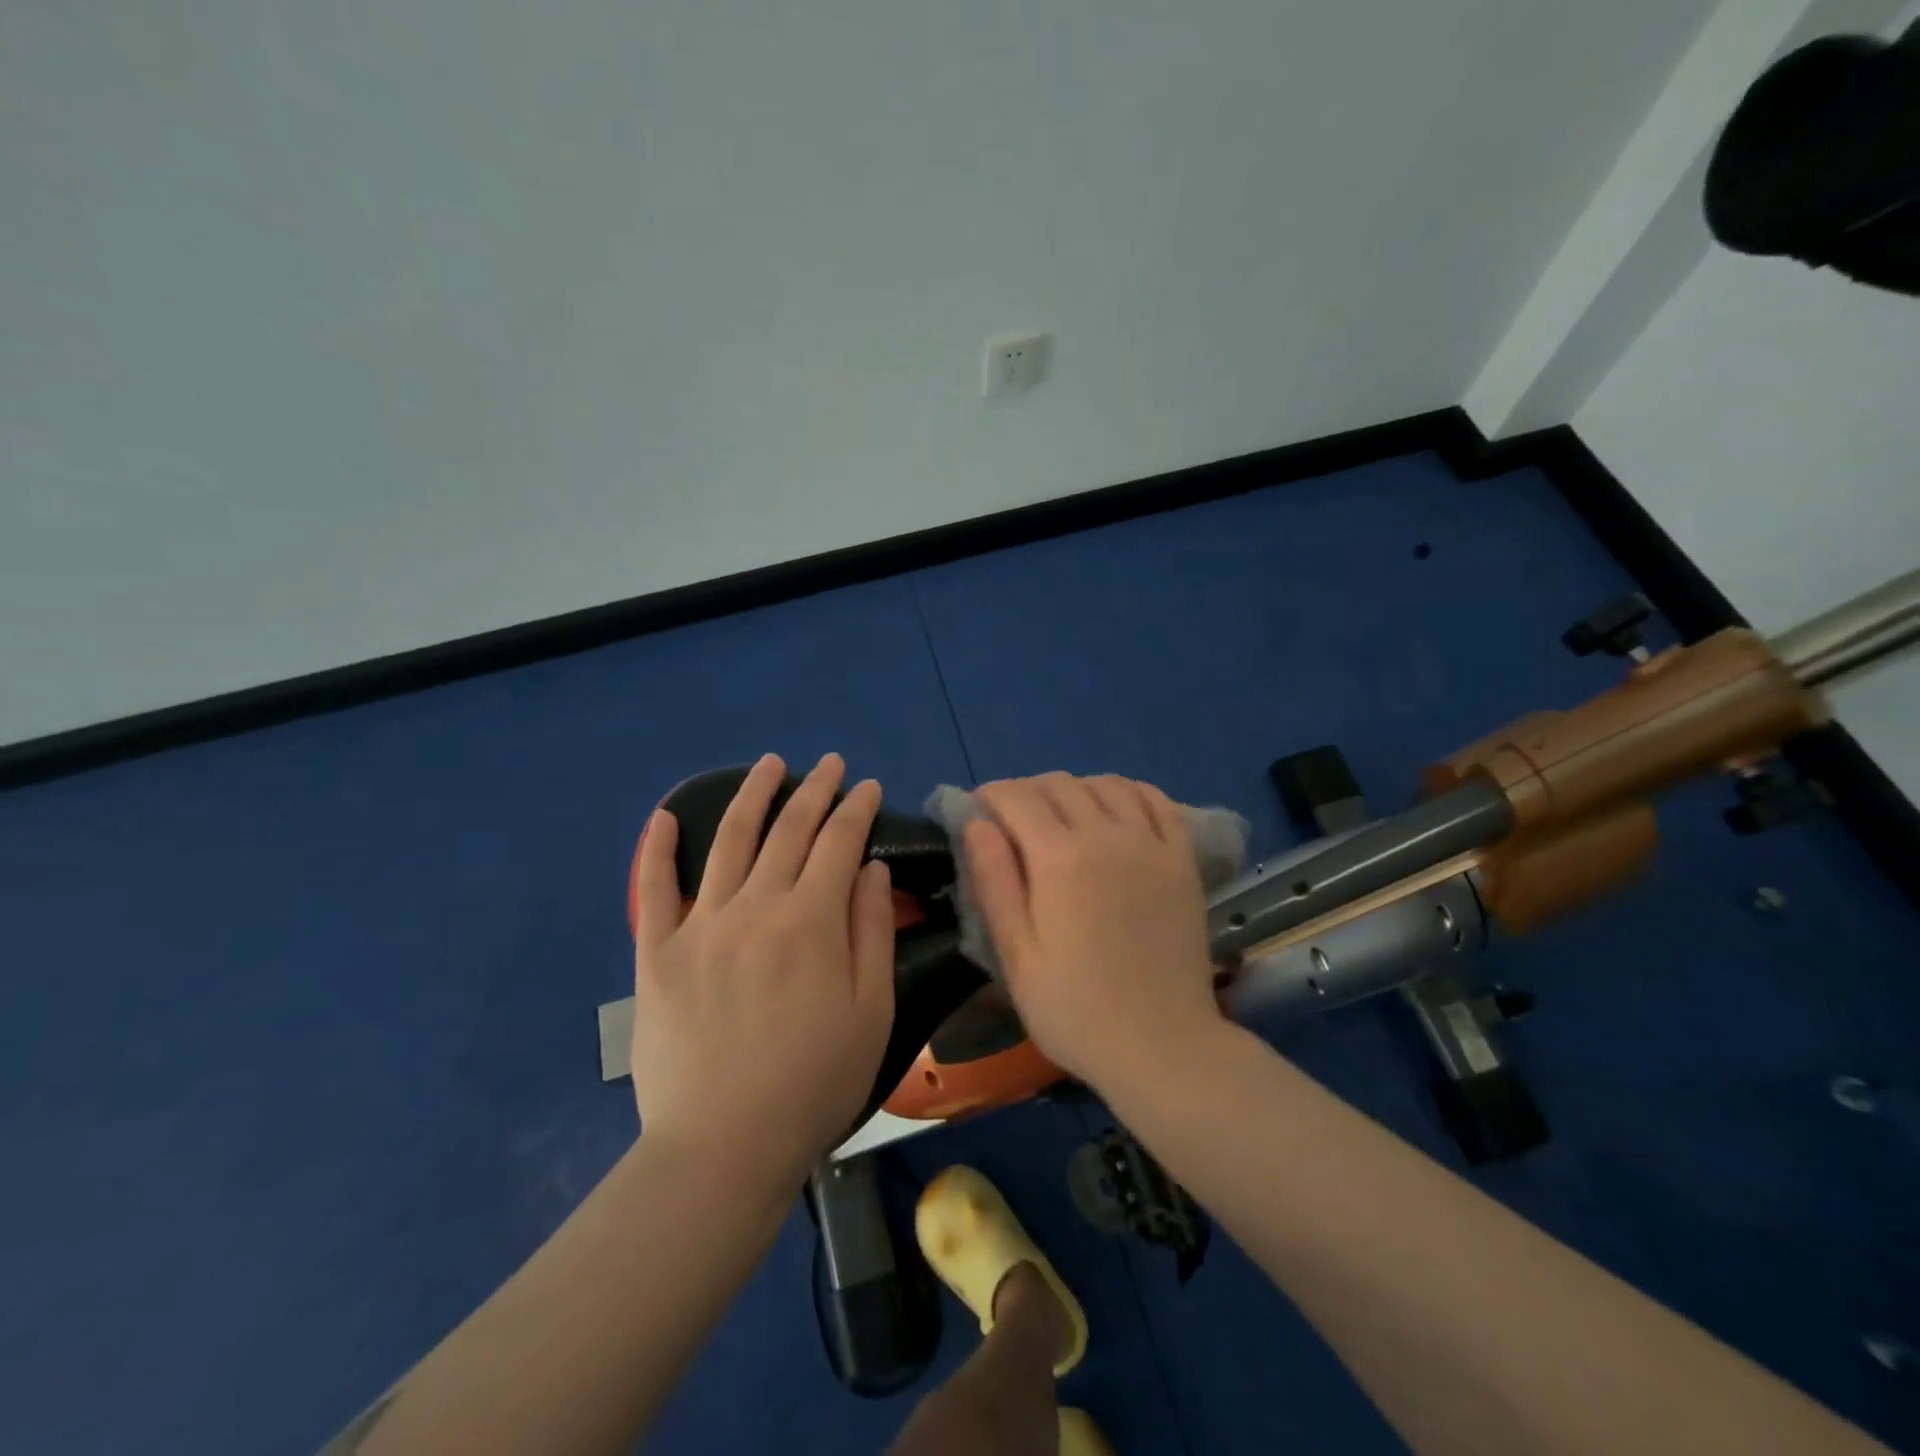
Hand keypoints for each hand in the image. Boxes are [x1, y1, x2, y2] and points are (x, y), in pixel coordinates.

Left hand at [628, 753, 894, 1193]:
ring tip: (770, 764)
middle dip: (815, 790)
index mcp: (811, 921)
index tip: (869, 786)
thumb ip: (871, 931)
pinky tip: (667, 816)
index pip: (839, 843)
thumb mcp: (870, 1011)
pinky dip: (658, 848)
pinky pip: (654, 889)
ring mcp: (701, 925)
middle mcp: (755, 907)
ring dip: (754, 796)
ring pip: (730, 841)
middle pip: (789, 831)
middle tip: (831, 764)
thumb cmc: (813, 1083)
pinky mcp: (658, 953)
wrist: (722, 1147)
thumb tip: (868, 869)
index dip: (856, 809)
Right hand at [964, 773, 1221, 1091]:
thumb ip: (994, 882)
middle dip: (1027, 791)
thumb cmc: (1075, 1010)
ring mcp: (1151, 843)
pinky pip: (1155, 800)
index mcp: (1059, 859)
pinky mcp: (1182, 858)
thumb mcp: (1016, 955)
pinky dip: (1128, 791)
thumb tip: (976, 823)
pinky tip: (1115, 810)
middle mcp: (1107, 835)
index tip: (979, 811)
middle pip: (1059, 784)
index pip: (1017, 798)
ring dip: (1074, 789)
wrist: (1163, 1046)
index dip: (991, 795)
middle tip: (1013, 822)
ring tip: (1062, 817)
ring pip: (1106, 784)